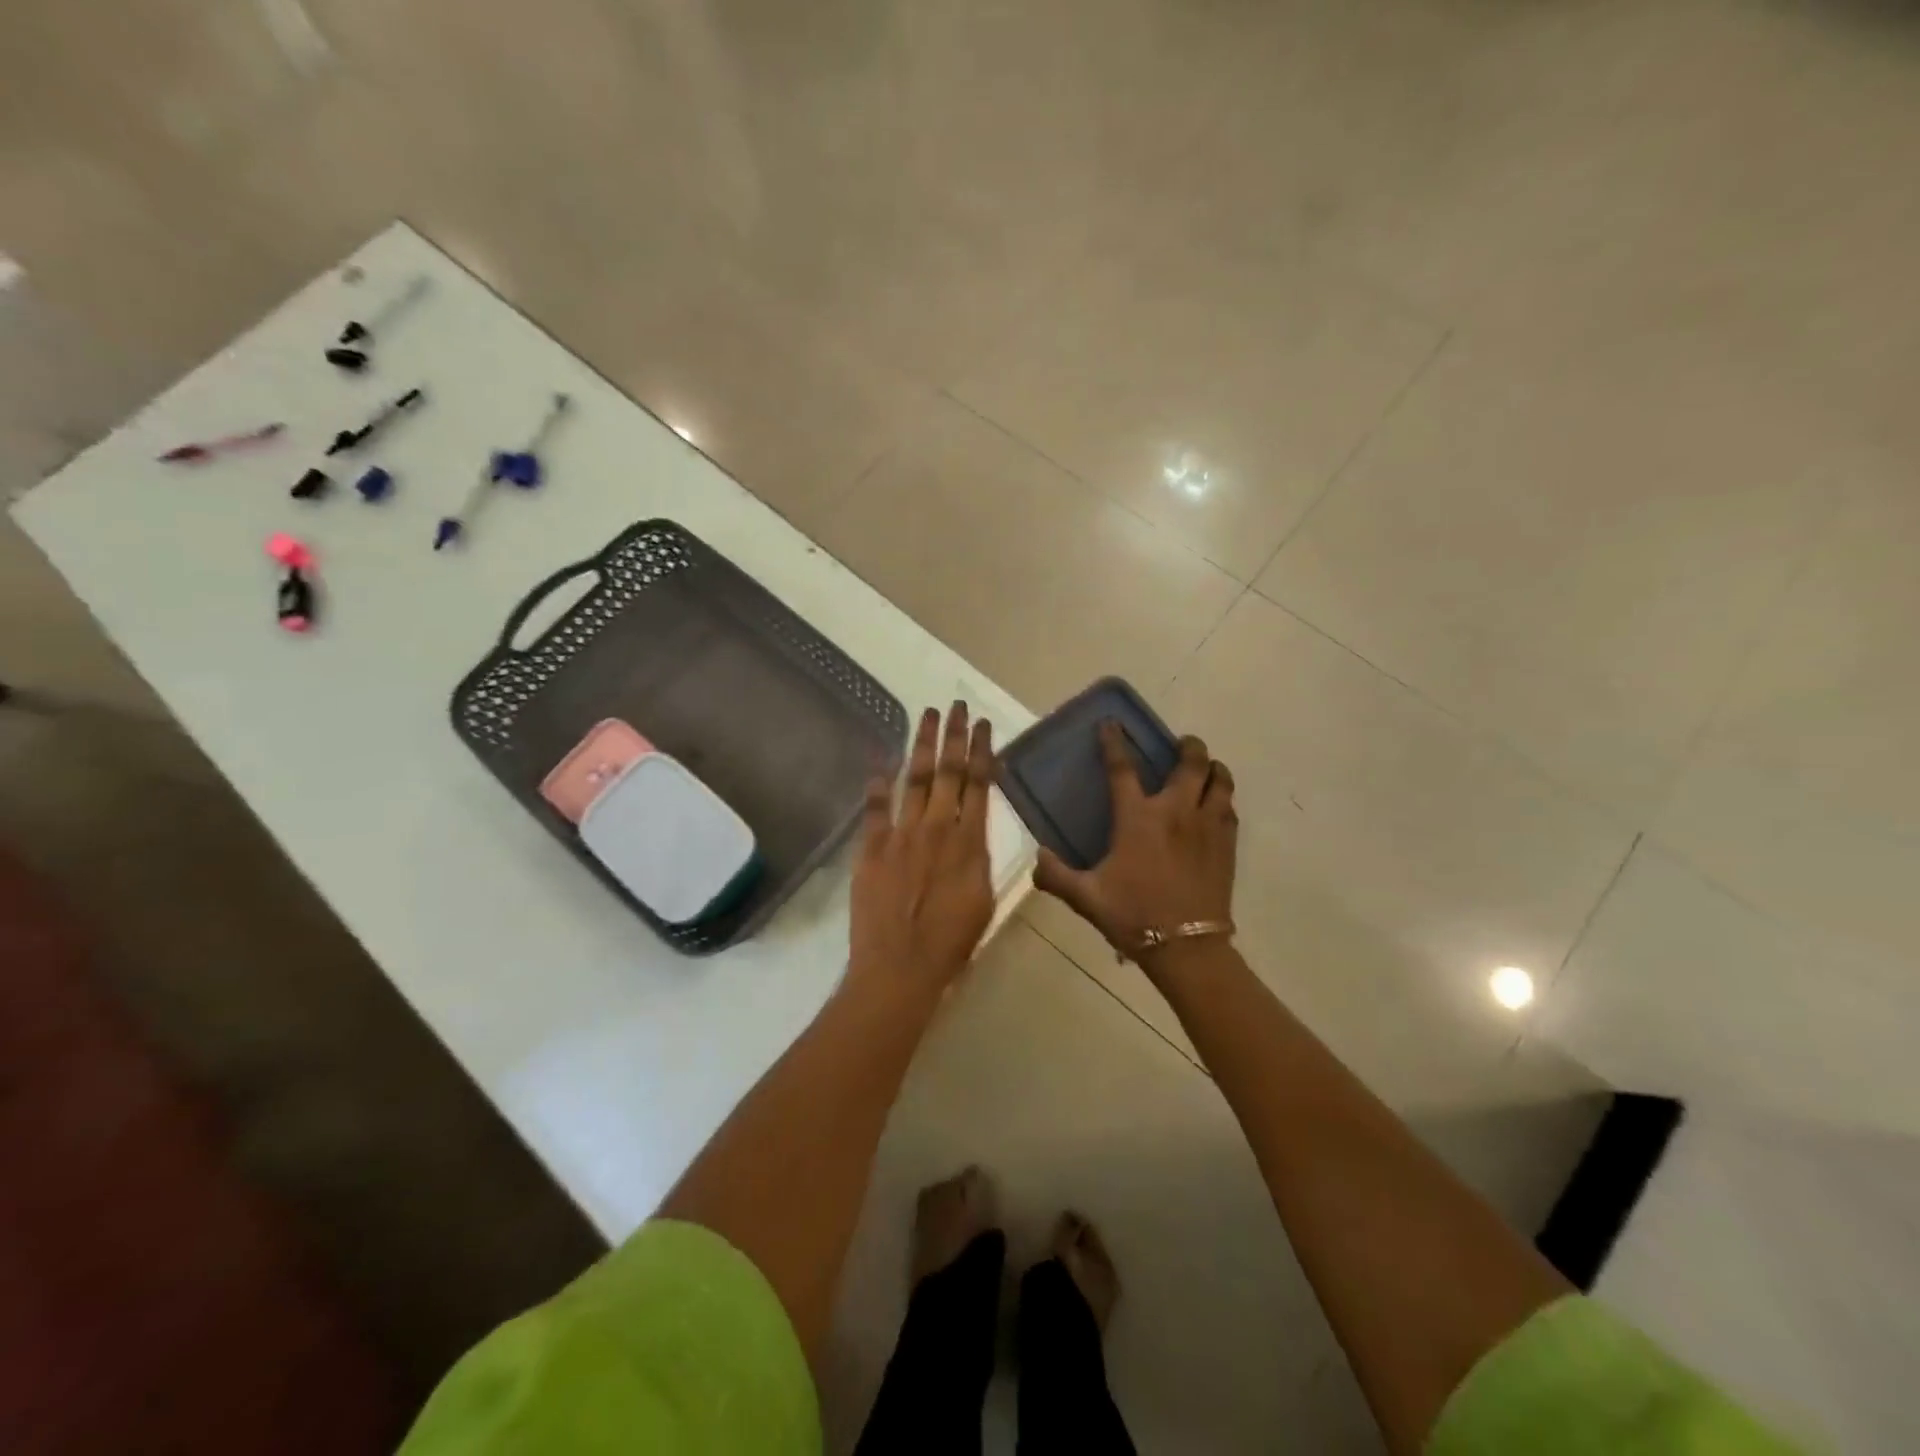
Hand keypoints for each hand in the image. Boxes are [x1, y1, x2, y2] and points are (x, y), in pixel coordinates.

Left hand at [848, 703, 996, 1002]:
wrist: (901, 968)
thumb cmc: (951, 943)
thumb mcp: (984, 900)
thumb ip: (979, 860)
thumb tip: (975, 832)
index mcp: (970, 842)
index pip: (979, 784)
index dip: (981, 750)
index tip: (983, 724)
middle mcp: (938, 828)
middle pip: (948, 771)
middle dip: (954, 735)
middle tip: (957, 705)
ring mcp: (902, 834)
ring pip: (914, 778)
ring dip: (922, 744)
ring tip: (928, 714)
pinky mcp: (871, 847)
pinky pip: (875, 806)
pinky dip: (877, 780)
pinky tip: (880, 757)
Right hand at [1034, 722, 1237, 971]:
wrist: (1186, 947)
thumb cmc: (1133, 916)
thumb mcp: (1085, 897)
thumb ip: (1056, 875)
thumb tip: (1037, 858)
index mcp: (1138, 818)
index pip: (1123, 768)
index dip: (1114, 742)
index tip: (1112, 724)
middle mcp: (1175, 812)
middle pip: (1191, 763)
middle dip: (1188, 746)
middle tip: (1182, 744)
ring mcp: (1206, 826)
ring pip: (1219, 781)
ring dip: (1213, 768)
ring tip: (1207, 768)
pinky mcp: (1226, 845)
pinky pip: (1230, 809)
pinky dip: (1223, 798)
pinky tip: (1216, 805)